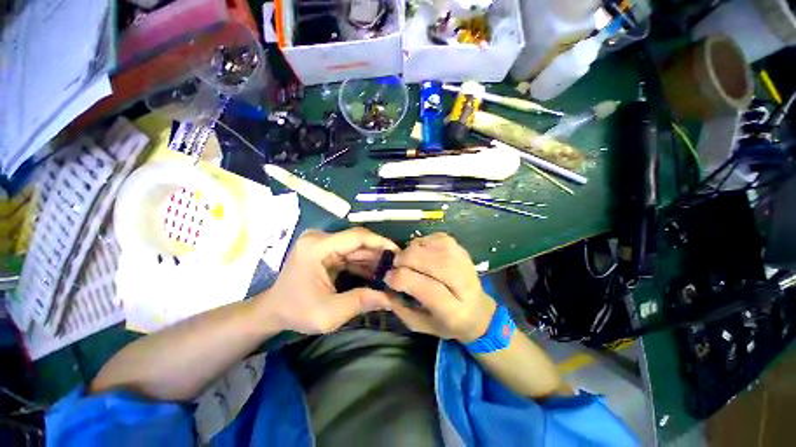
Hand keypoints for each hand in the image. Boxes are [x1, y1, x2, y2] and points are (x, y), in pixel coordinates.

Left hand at [257, 227, 398, 333]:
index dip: (381, 242)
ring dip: (373, 259)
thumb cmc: (296, 312)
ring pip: (357, 247)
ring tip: (391, 271)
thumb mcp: (329, 314)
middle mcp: (320, 239)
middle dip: (379, 254)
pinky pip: (351, 253)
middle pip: (358, 241)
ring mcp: (322, 243)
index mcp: (317, 247)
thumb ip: (361, 302)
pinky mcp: (326, 250)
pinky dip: (364, 263)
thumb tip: (391, 298)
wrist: (274, 311)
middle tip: (398, 266)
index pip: (356, 236)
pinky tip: (377, 273)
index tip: (399, 253)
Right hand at [385, 233, 495, 342]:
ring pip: (430, 245)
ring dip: (411, 251)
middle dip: (404, 261)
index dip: (400, 278)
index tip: (388, 278)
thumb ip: (400, 308)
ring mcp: (463, 261)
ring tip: (409, 261)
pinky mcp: (461, 248)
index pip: (425, 287)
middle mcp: (462, 282)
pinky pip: (435, 237)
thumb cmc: (447, 322)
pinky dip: (422, 242)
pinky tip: (421, 253)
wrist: (478, 310)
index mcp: (453, 310)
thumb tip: (384, 287)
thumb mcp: (421, 325)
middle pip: (427, 260)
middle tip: (397, 267)